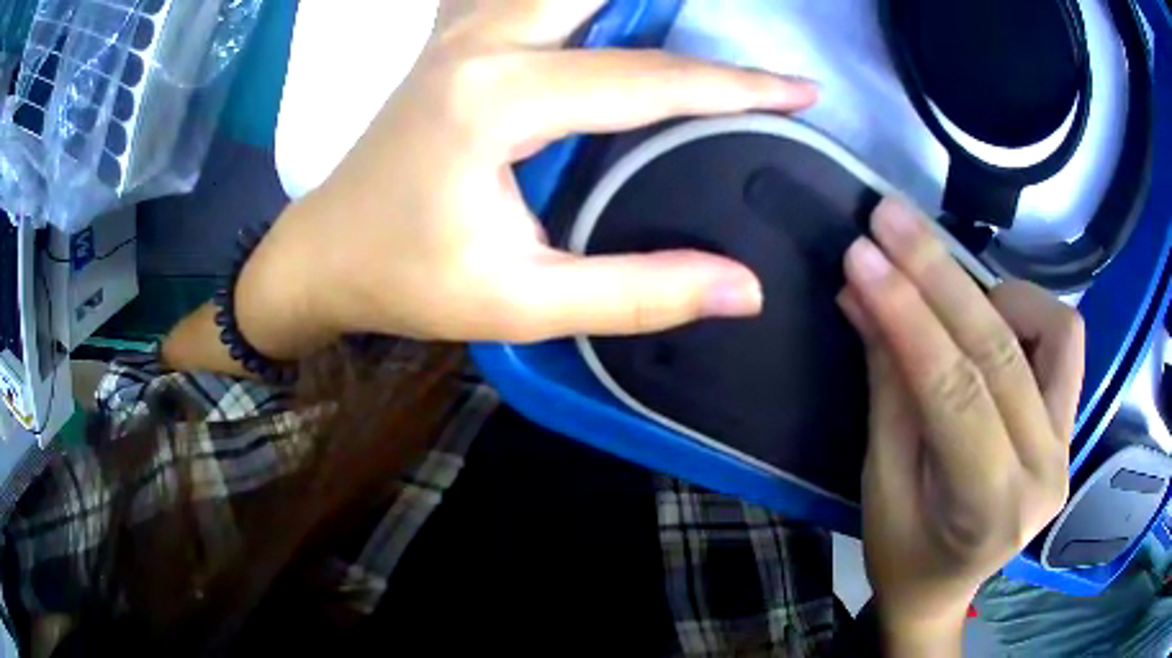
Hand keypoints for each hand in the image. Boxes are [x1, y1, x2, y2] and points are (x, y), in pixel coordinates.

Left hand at [237, 0, 817, 357]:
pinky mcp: (453, 38)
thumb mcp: (522, 303)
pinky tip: (601, 16)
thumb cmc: (408, 282)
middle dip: (679, 10)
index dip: (738, 86)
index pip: (651, 81)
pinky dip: (576, 2)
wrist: (323, 255)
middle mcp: (483, 42)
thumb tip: (742, 288)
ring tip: (684, 18)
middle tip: (745, 38)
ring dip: (629, 2)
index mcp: (500, 100)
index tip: (801, 90)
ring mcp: (462, 31)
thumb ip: (638, 293)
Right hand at [837, 199, 1083, 655]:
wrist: (945, 585)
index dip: (908, 315)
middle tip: (889, 220)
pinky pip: (1065, 342)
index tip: (863, 254)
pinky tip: (992, 314)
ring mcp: (1066, 443)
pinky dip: (1029, 310)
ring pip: (1053, 331)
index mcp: (989, 511)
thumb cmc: (904, 552)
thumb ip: (886, 387)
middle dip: (941, 275)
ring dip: (995, 292)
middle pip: (1001, 353)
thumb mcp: (879, 482)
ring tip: (948, 287)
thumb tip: (862, 295)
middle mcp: (1044, 472)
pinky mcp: (1071, 422)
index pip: (955, 393)